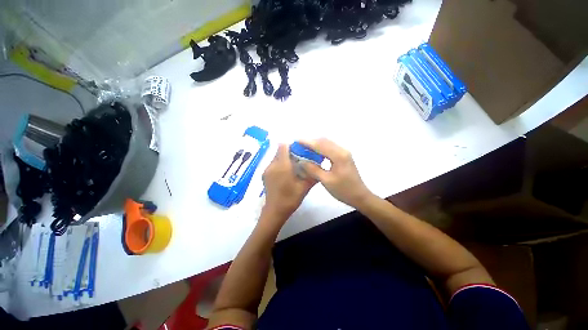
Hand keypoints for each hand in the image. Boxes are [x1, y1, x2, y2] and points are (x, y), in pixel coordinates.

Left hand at [262, 144, 315, 220]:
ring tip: (293, 167)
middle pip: (279, 151)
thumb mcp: (304, 187)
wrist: (275, 211)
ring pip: (276, 157)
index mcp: (282, 166)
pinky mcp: (264, 175)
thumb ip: (313, 175)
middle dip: (289, 152)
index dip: (291, 145)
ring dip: (284, 159)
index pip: (283, 146)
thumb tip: (320, 167)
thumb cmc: (290, 199)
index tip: (300, 150)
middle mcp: (272, 165)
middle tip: (299, 159)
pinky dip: (279, 164)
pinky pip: (273, 164)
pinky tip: (285, 174)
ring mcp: (267, 170)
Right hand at [300, 138, 372, 208]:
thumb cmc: (343, 190)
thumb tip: (301, 161)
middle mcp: (342, 150)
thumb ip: (313, 169)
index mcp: (338, 156)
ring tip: (304, 148)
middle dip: (310, 141)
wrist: (360, 196)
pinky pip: (330, 148)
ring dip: (315, 144)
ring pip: (327, 143)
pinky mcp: (344, 156)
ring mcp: (344, 153)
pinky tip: (315, 153)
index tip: (296, 141)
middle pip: (324, 141)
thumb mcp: (326, 181)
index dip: (307, 142)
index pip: (320, 145)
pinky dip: (321, 148)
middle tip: (299, 145)